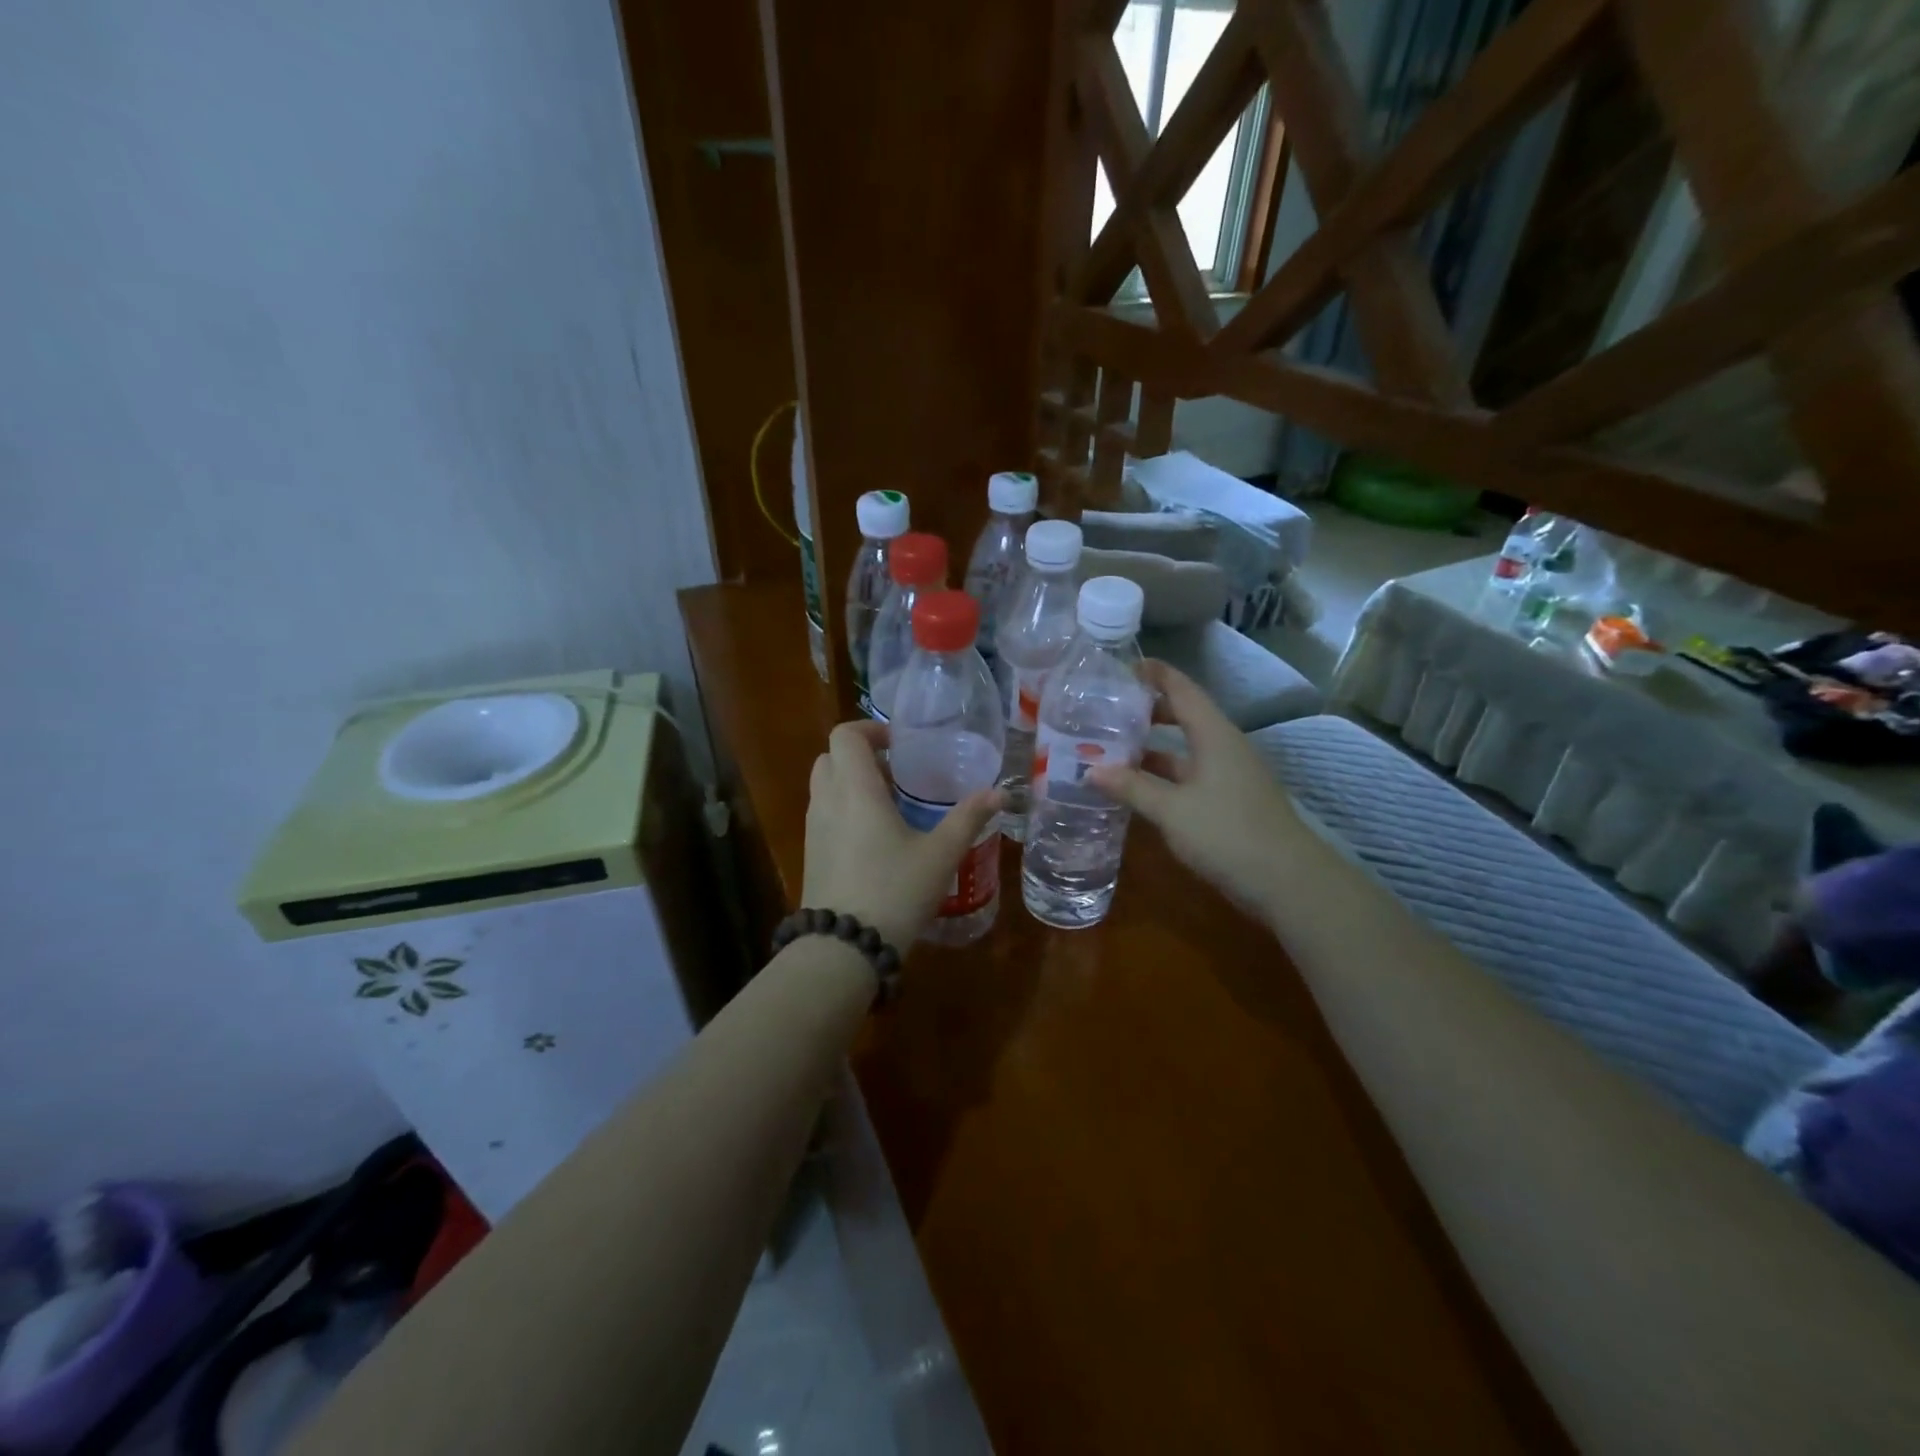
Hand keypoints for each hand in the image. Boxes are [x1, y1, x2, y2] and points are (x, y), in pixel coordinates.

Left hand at [801, 720, 1003, 952]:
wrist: (844, 947)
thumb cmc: (895, 891)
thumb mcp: (940, 854)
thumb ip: (968, 819)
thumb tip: (999, 794)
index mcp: (855, 789)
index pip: (845, 736)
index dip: (870, 730)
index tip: (899, 745)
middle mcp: (827, 801)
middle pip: (831, 757)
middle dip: (861, 756)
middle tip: (897, 773)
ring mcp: (813, 828)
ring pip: (824, 786)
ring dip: (851, 782)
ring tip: (890, 804)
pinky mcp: (811, 853)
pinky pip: (823, 813)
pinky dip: (844, 808)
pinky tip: (875, 838)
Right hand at [1087, 661, 1302, 912]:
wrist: (1288, 882)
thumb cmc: (1228, 834)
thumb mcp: (1172, 810)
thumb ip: (1131, 787)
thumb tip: (1090, 769)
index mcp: (1214, 735)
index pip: (1182, 689)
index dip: (1155, 673)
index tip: (1122, 666)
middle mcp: (1223, 747)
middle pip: (1183, 716)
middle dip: (1147, 710)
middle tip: (1108, 710)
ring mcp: (1229, 775)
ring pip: (1185, 749)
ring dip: (1152, 748)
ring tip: (1112, 748)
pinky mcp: (1229, 801)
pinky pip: (1190, 775)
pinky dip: (1163, 775)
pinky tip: (1138, 788)